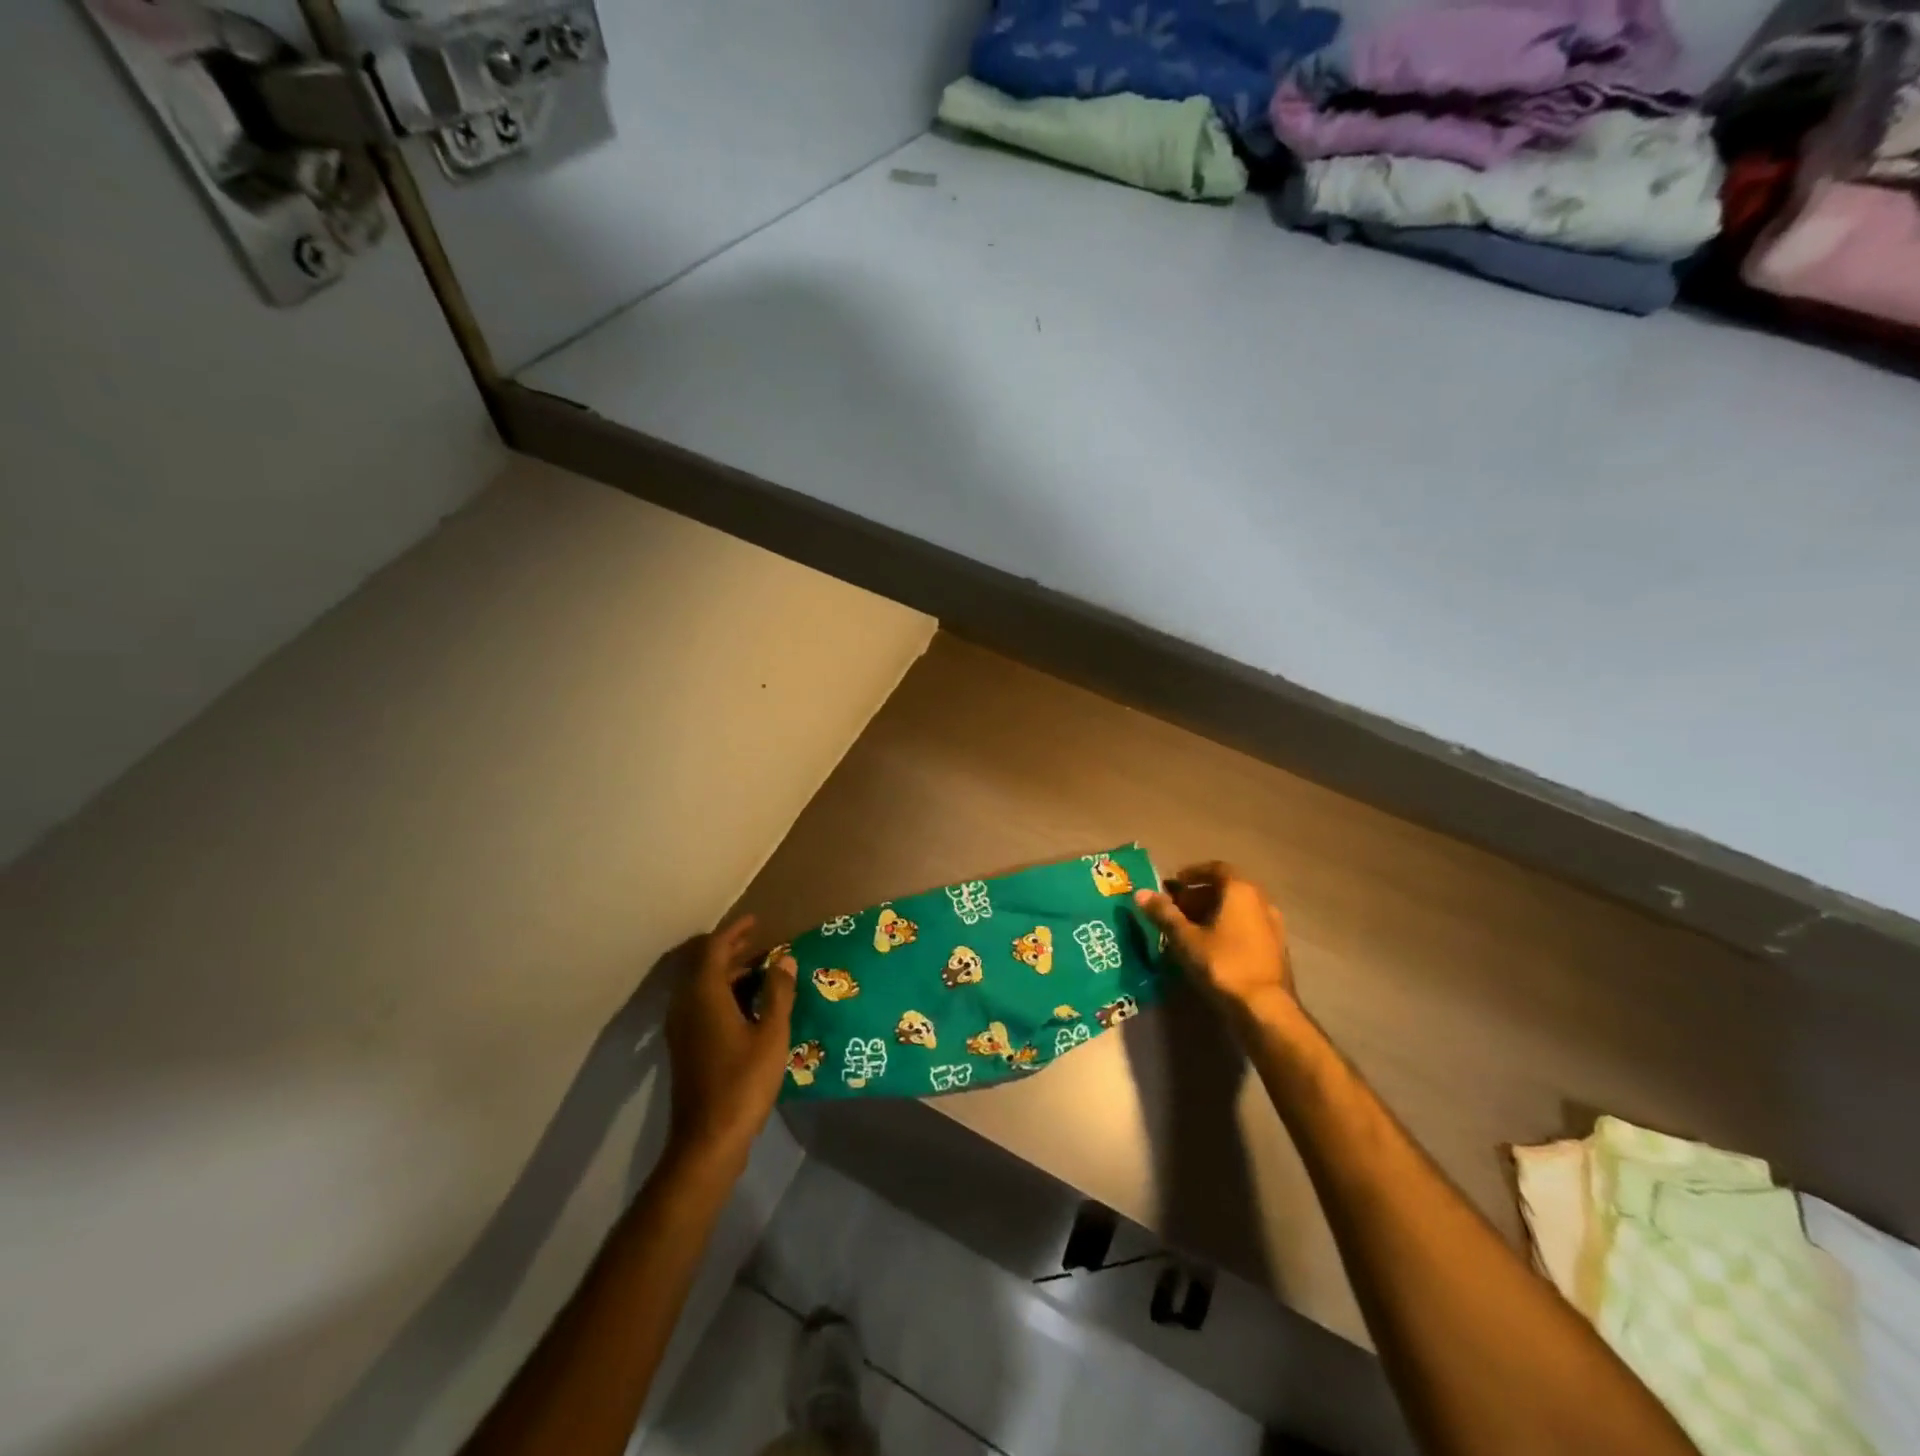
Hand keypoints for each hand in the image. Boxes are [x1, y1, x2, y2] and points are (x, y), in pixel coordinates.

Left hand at [663, 916, 797, 1166]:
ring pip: (703, 987)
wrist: (707, 1140)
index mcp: (704, 996)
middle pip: (706, 966)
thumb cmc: (743, 1082)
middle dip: (733, 950)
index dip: (735, 931)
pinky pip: (702, 1005)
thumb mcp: (771, 1034)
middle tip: (762, 942)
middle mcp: (686, 1006)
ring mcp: (682, 1029)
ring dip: (730, 974)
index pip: (714, 949)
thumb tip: (784, 960)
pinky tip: (749, 1005)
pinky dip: (724, 994)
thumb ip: (778, 992)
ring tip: (763, 971)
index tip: (757, 920)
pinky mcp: (686, 1047)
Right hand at [1135, 863, 1296, 1024]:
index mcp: (1240, 890)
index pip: (1216, 868)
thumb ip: (1164, 914)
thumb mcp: (1186, 939)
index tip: (1174, 883)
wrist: (1266, 1008)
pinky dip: (1228, 928)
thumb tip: (1140, 893)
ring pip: (1238, 909)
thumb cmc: (1223, 964)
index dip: (1193, 873)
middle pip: (1227, 889)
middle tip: (1176, 909)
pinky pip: (1248, 926)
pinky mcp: (1276, 948)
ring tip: (1190, 929)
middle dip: (1199, 895)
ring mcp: (1273, 925)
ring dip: (1214, 913)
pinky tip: (1212, 947)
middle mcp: (1261, 901)